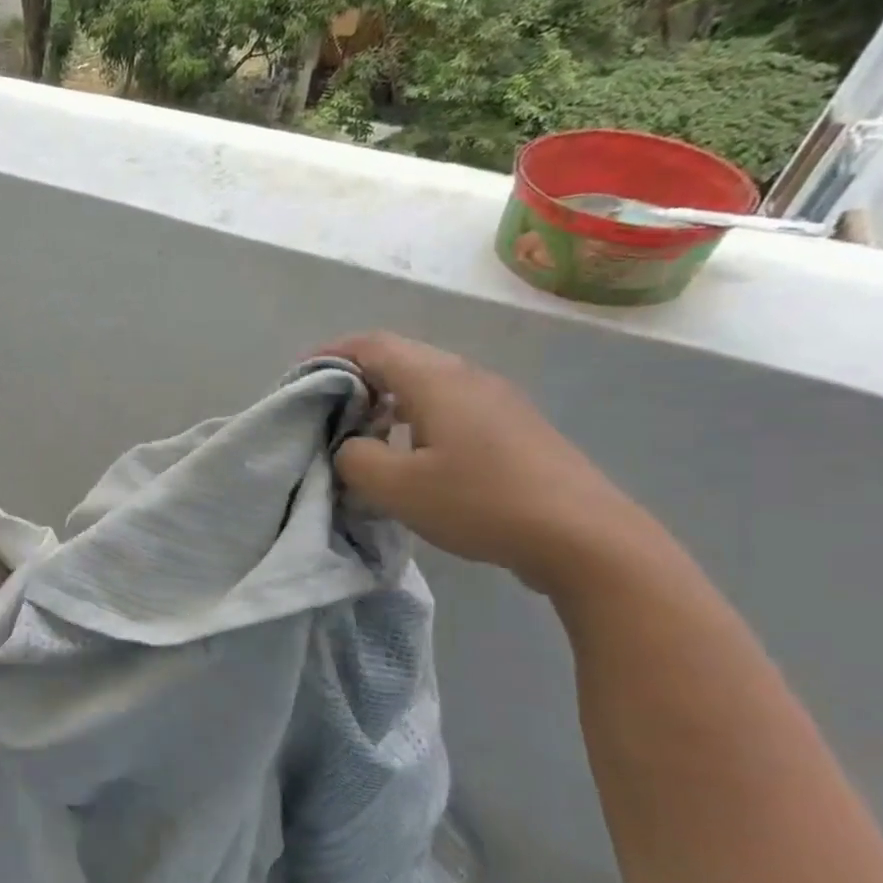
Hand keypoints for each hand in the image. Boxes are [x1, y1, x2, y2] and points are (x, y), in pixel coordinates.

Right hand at [321, 332, 654, 593]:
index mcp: (437, 380)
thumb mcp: (397, 487)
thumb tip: (349, 446)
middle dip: (355, 378)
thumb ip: (355, 458)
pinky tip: (408, 454)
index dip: (330, 354)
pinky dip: (413, 417)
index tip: (299, 376)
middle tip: (323, 410)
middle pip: (400, 359)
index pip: (372, 345)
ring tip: (359, 434)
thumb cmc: (480, 502)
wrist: (582, 536)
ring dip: (385, 401)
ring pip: (425, 384)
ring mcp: (496, 401)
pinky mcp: (511, 428)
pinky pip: (448, 407)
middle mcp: (468, 377)